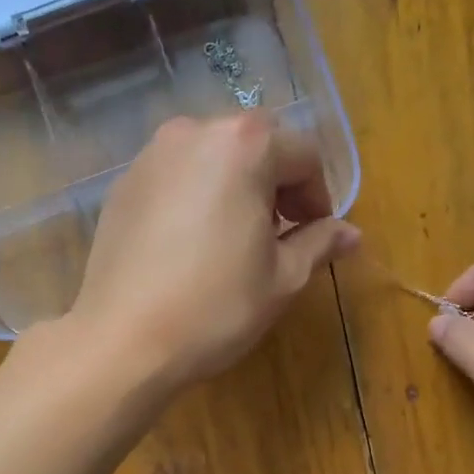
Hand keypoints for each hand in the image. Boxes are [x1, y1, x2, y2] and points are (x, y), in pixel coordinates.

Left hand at [68, 114, 359, 386]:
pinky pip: (176, 177)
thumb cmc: (215, 307)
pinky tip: (192, 245)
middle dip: (277, 185)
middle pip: (255, 146)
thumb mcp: (282, 278)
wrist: (123, 341)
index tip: (316, 235)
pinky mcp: (122, 185)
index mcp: (243, 144)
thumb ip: (319, 243)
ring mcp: (150, 156)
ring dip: (236, 188)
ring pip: (212, 158)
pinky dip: (196, 197)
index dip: (318, 196)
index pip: (303, 154)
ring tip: (236, 240)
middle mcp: (193, 133)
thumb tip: (351, 233)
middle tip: (280, 236)